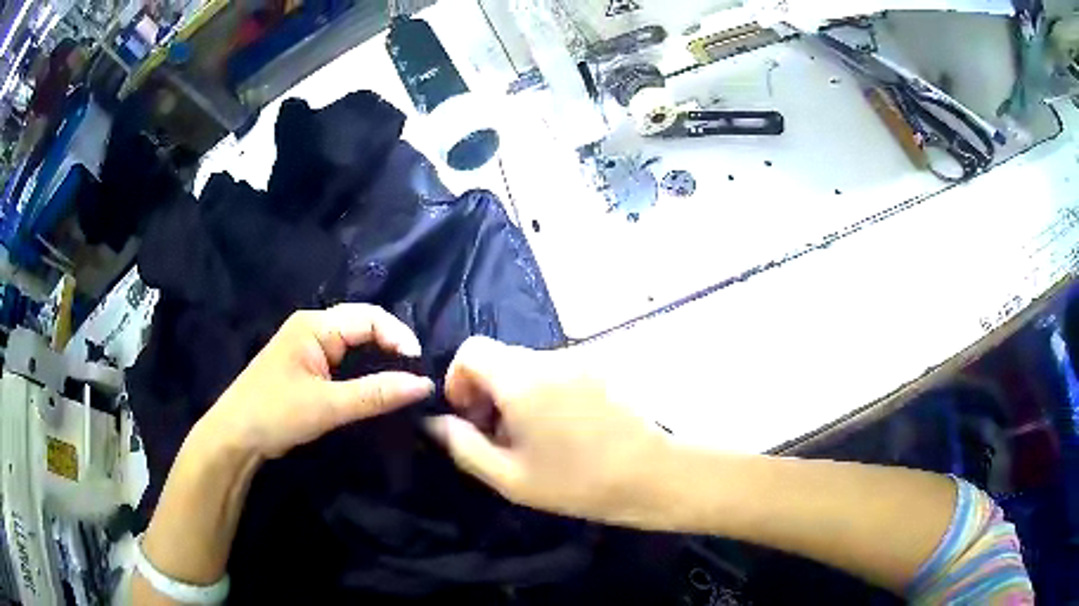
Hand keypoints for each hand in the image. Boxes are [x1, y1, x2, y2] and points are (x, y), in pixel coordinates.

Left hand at [200, 304, 434, 459]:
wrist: (235, 437)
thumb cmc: (276, 414)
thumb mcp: (327, 406)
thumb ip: (376, 394)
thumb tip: (424, 384)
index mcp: (315, 325)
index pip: (369, 317)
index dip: (398, 336)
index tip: (419, 368)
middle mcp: (312, 327)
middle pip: (363, 326)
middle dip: (391, 346)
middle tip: (416, 375)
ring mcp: (307, 346)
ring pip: (354, 344)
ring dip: (379, 359)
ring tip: (403, 381)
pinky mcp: (306, 366)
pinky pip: (343, 360)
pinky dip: (363, 370)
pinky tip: (376, 387)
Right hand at [427, 336, 672, 527]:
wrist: (652, 475)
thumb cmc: (577, 482)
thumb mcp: (510, 476)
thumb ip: (463, 445)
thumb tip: (435, 423)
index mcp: (522, 378)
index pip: (472, 350)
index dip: (458, 379)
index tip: (468, 416)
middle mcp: (549, 357)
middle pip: (500, 358)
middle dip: (485, 392)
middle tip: (496, 436)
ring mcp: (579, 361)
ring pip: (527, 366)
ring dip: (514, 395)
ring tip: (530, 439)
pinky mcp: (600, 371)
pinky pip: (555, 372)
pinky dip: (541, 393)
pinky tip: (560, 431)